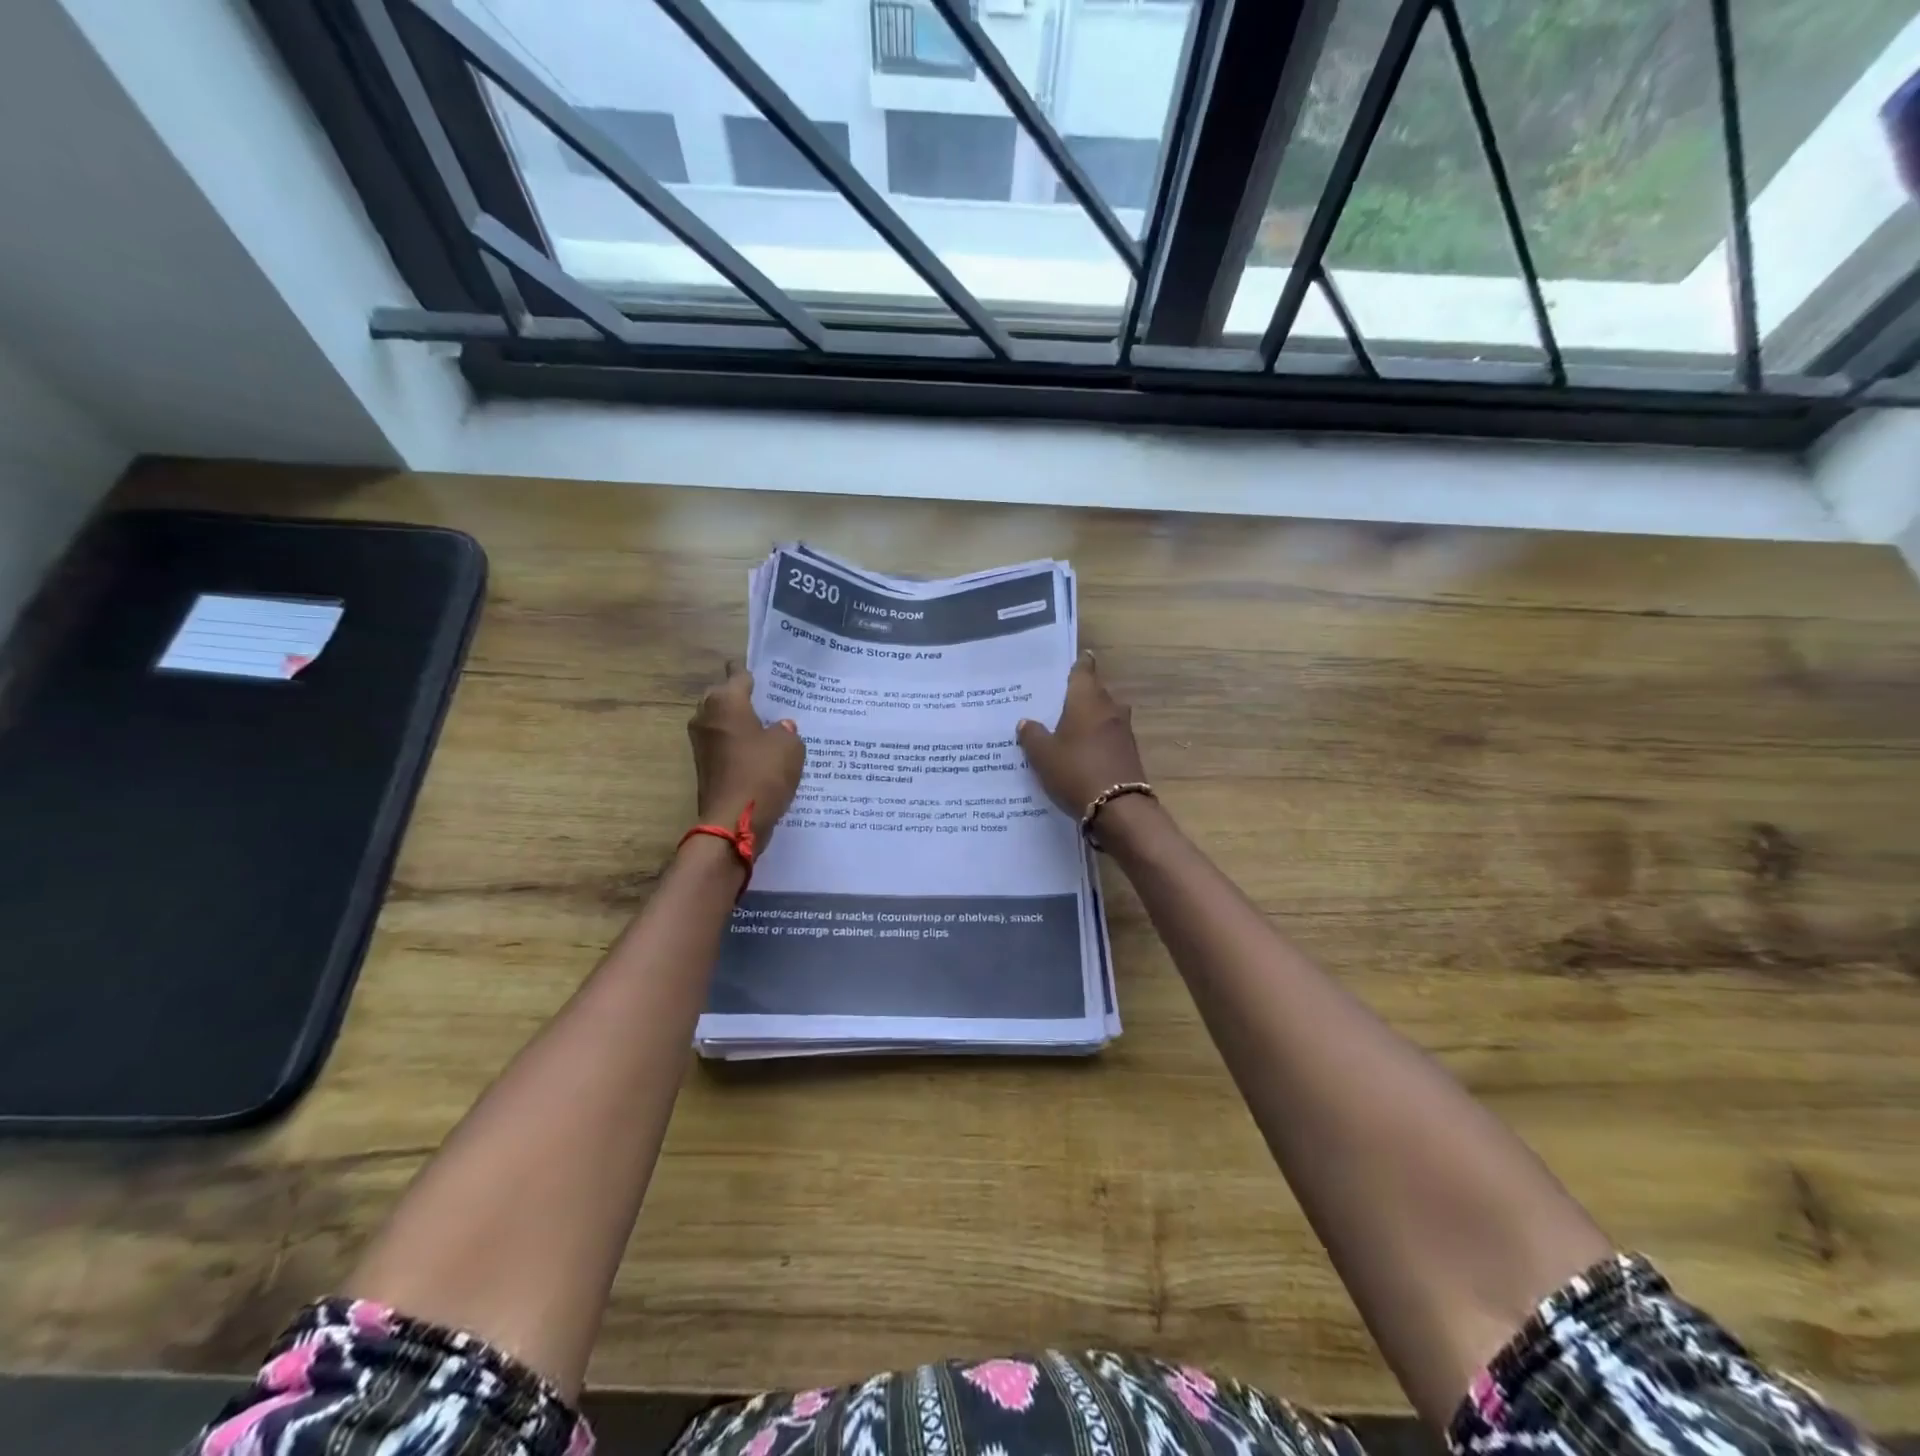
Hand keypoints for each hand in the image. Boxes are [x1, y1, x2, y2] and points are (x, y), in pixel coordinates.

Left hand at [688, 665, 805, 845]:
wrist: (734, 821)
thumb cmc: (763, 773)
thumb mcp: (790, 746)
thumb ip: (786, 730)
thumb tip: (779, 727)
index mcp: (726, 701)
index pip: (738, 674)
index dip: (752, 672)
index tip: (765, 672)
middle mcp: (707, 716)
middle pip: (724, 695)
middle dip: (742, 696)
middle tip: (770, 700)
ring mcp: (701, 743)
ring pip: (722, 721)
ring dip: (740, 722)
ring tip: (769, 725)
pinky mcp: (705, 765)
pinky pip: (724, 744)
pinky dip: (738, 744)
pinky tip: (760, 751)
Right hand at [1017, 651, 1146, 819]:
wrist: (1118, 808)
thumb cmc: (1075, 771)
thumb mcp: (1043, 755)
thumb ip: (1032, 735)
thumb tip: (1026, 722)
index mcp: (1087, 700)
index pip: (1084, 671)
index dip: (1079, 664)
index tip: (1076, 659)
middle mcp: (1109, 708)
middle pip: (1095, 693)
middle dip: (1081, 694)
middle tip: (1059, 700)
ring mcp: (1123, 731)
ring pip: (1104, 715)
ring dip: (1090, 717)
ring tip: (1069, 726)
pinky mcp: (1129, 753)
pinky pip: (1109, 736)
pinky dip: (1097, 738)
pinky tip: (1083, 750)